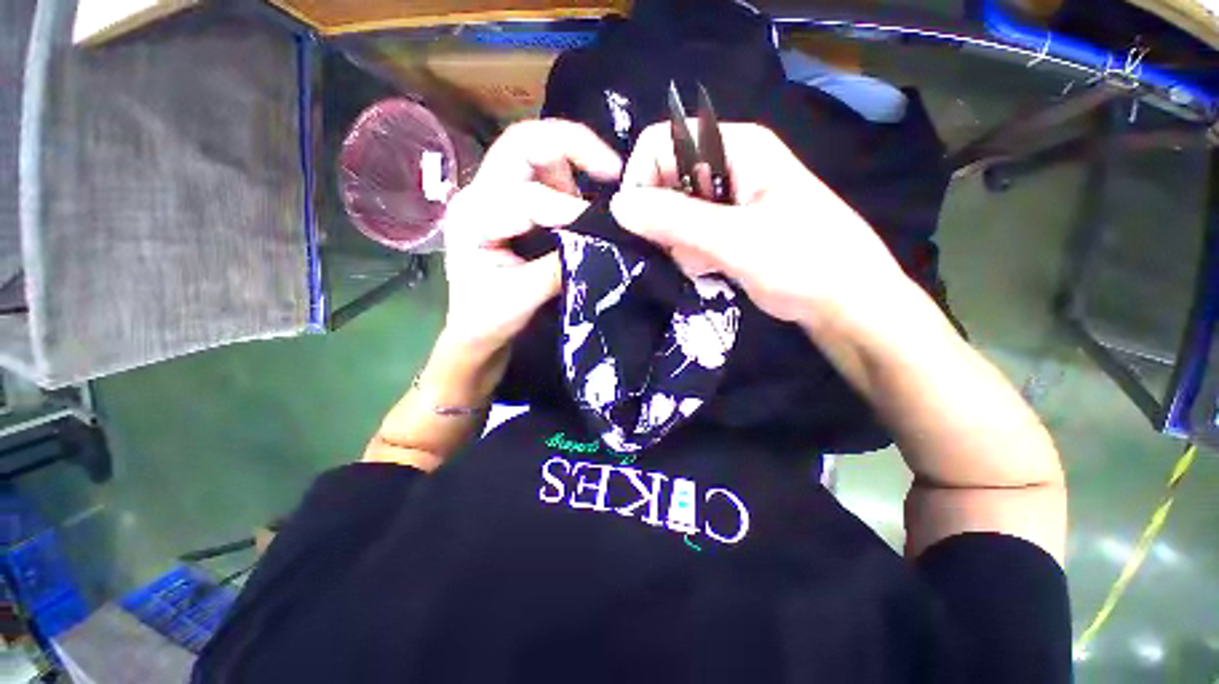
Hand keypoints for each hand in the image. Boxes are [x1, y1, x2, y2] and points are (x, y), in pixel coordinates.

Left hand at [441, 120, 621, 352]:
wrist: (475, 327)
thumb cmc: (488, 317)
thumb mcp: (522, 297)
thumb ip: (557, 268)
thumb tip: (599, 245)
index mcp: (472, 218)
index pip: (525, 198)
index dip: (567, 208)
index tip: (605, 223)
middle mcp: (479, 193)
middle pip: (523, 143)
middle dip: (571, 146)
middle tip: (612, 169)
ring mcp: (495, 193)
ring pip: (536, 152)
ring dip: (573, 165)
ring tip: (599, 195)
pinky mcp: (512, 201)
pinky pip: (544, 175)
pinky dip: (572, 180)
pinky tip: (585, 205)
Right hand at [610, 122, 911, 340]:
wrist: (845, 304)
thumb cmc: (802, 262)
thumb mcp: (734, 239)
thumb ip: (674, 220)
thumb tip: (618, 207)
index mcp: (736, 147)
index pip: (662, 143)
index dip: (643, 179)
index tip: (642, 224)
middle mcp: (728, 166)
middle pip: (666, 181)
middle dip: (667, 222)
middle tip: (686, 250)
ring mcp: (728, 200)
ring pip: (675, 214)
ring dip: (680, 245)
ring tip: (707, 264)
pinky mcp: (728, 228)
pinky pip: (689, 235)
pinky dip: (692, 256)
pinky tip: (713, 270)